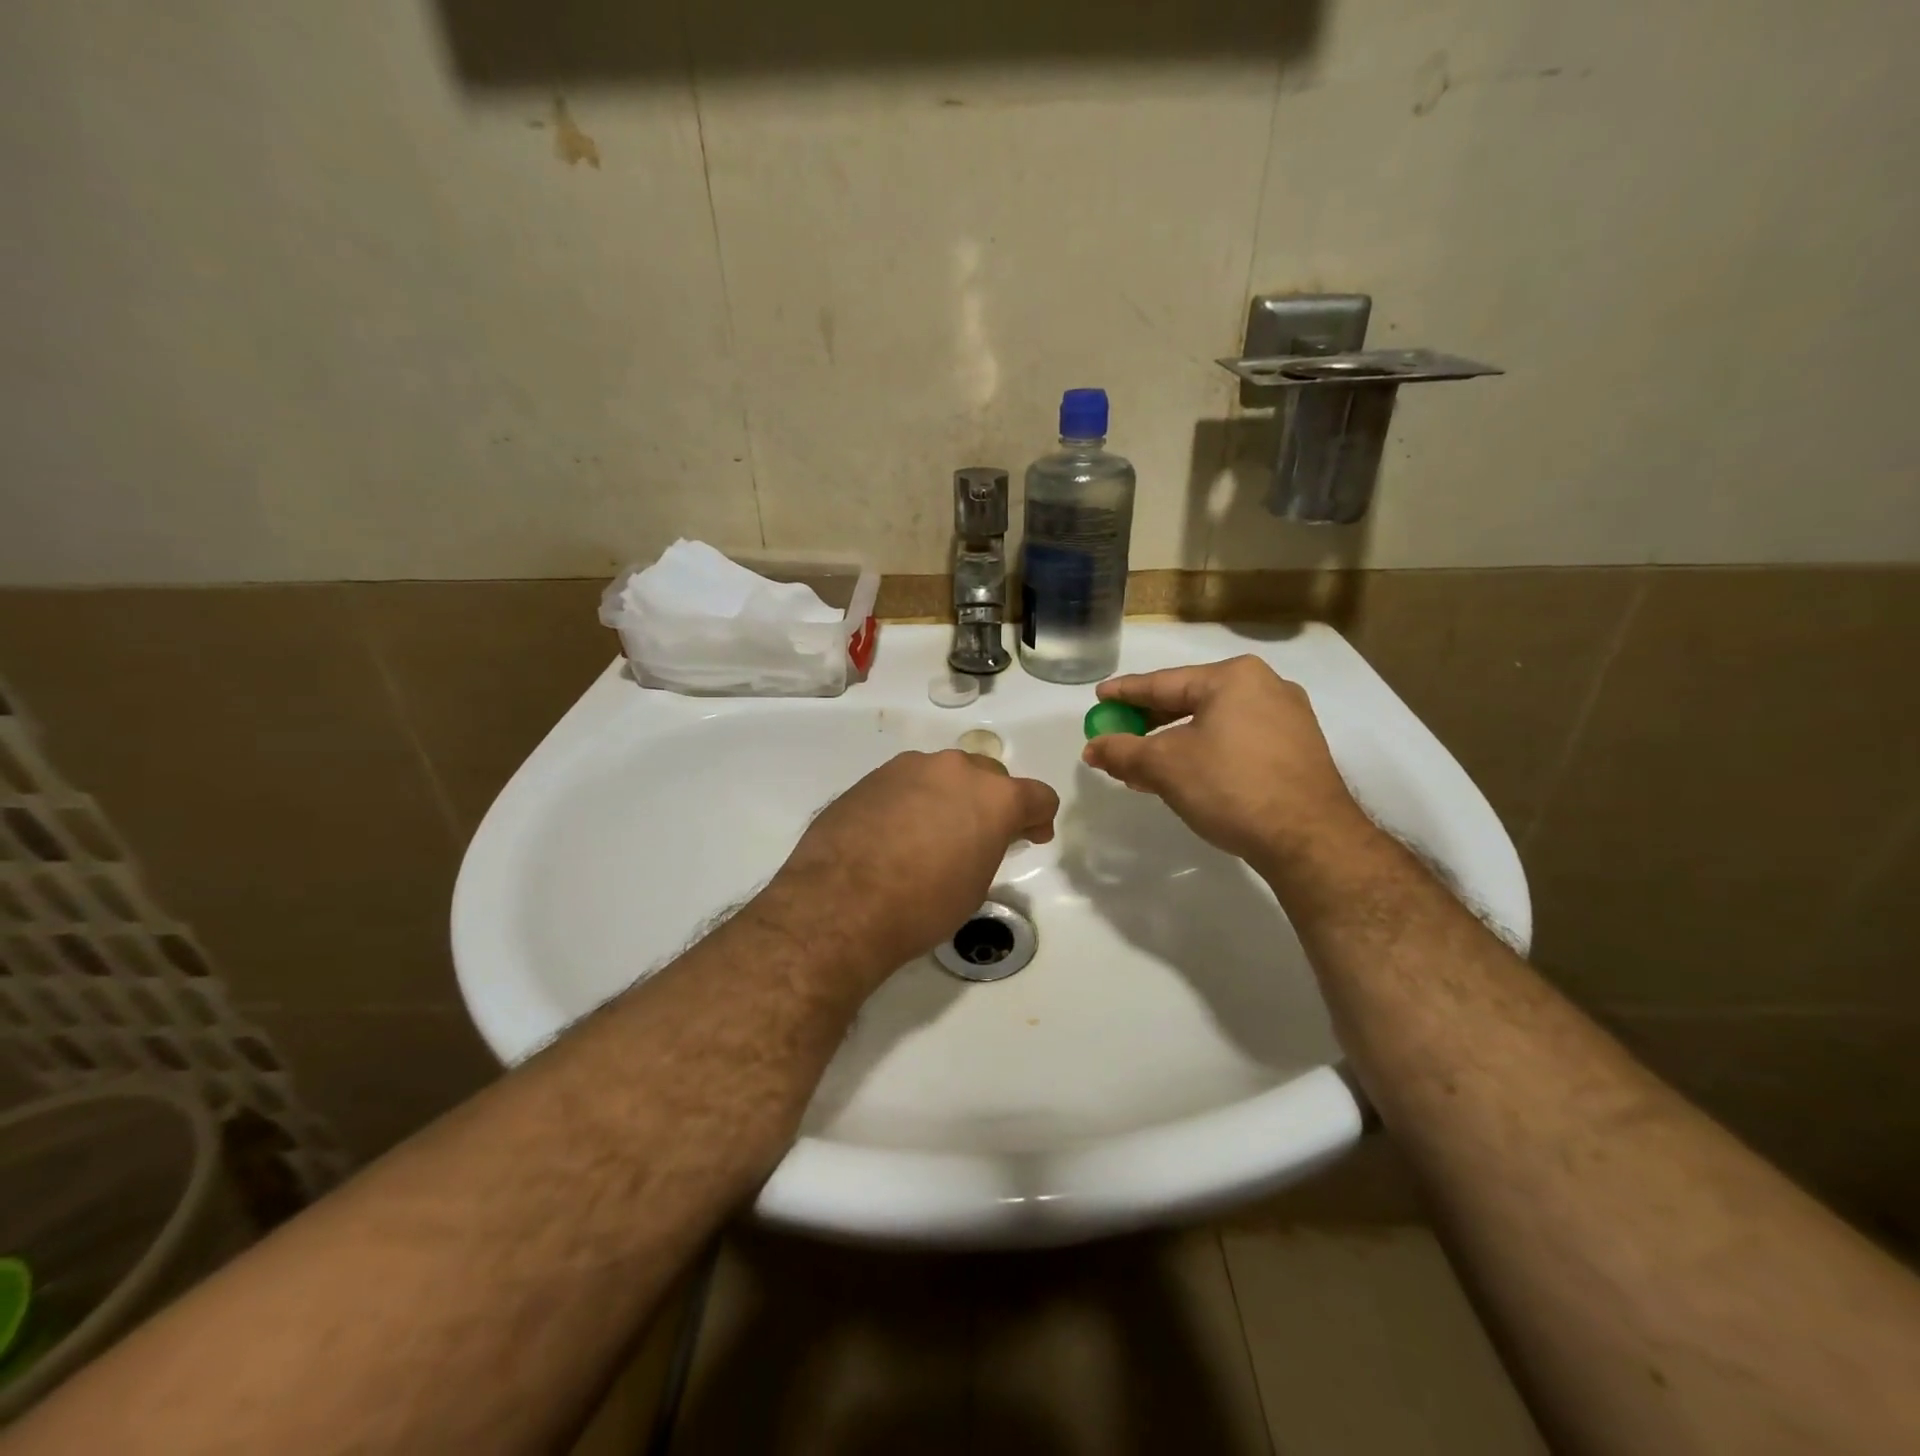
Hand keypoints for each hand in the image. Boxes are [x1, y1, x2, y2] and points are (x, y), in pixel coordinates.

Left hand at [756, 750, 1058, 984]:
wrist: (840, 903)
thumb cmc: (922, 905)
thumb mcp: (975, 884)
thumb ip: (989, 846)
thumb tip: (978, 836)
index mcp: (994, 796)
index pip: (1037, 795)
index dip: (1039, 818)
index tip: (1031, 836)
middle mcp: (956, 769)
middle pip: (989, 777)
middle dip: (992, 803)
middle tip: (980, 837)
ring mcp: (910, 767)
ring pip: (944, 775)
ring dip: (949, 797)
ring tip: (931, 835)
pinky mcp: (873, 776)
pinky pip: (907, 783)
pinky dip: (913, 801)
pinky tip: (896, 833)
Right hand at [1082, 656, 1365, 874]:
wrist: (1309, 839)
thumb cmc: (1230, 787)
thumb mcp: (1164, 766)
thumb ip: (1122, 751)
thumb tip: (1092, 748)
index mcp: (1233, 678)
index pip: (1164, 682)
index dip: (1126, 693)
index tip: (1100, 697)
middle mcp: (1265, 686)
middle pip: (1190, 700)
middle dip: (1149, 722)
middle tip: (1117, 735)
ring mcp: (1287, 718)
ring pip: (1214, 723)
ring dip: (1175, 742)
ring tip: (1143, 765)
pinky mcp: (1297, 749)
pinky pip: (1237, 740)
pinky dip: (1205, 752)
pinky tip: (1186, 774)